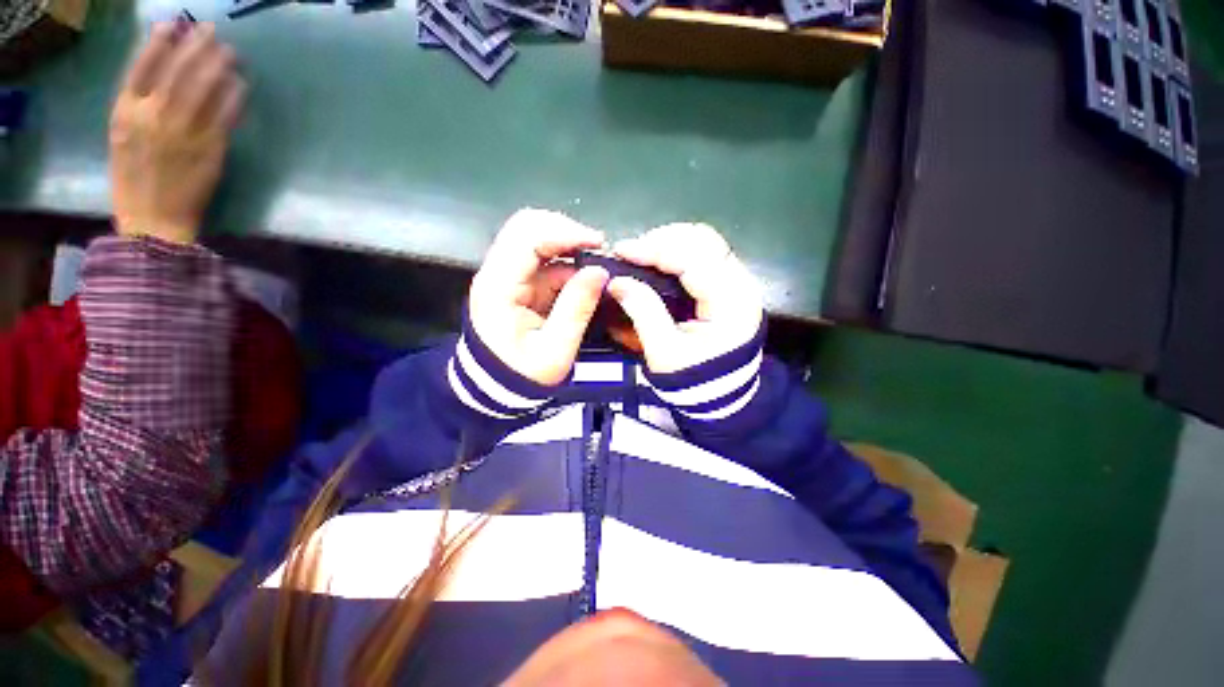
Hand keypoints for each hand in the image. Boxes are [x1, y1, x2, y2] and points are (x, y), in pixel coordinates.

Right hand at [109, 23, 245, 244]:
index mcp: (125, 110)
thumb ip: (137, 102)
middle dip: (197, 45)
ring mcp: (184, 131)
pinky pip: (226, 114)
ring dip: (219, 64)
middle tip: (212, 31)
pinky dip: (234, 94)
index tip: (178, 24)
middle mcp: (153, 115)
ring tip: (230, 51)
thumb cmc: (134, 178)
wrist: (154, 219)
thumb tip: (161, 70)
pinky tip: (241, 83)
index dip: (163, 40)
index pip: (144, 63)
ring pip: (204, 86)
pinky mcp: (211, 148)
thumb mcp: (122, 134)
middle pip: (178, 69)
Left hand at [468, 209, 610, 385]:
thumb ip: (577, 309)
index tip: (598, 244)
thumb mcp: (555, 350)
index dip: (565, 233)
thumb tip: (600, 272)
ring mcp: (506, 276)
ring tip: (595, 262)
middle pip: (527, 227)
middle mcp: (497, 273)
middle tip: (597, 249)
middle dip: (566, 231)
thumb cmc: (522, 374)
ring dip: (567, 245)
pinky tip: (584, 277)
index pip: (527, 238)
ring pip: (535, 239)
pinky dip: (566, 262)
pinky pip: (543, 260)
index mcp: (499, 288)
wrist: (496, 388)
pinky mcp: (518, 284)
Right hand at [609, 223, 763, 374]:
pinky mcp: (730, 285)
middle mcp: (741, 285)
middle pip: (705, 240)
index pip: (694, 260)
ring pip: (706, 242)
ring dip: (671, 243)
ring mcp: (739, 282)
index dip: (655, 250)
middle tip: (632, 254)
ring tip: (642, 255)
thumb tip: (617, 282)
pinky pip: (706, 254)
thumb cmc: (693, 378)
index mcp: (730, 304)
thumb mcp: (664, 352)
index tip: (621, 251)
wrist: (722, 396)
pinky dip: (679, 252)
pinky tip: (659, 261)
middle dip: (663, 240)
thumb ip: (643, 312)